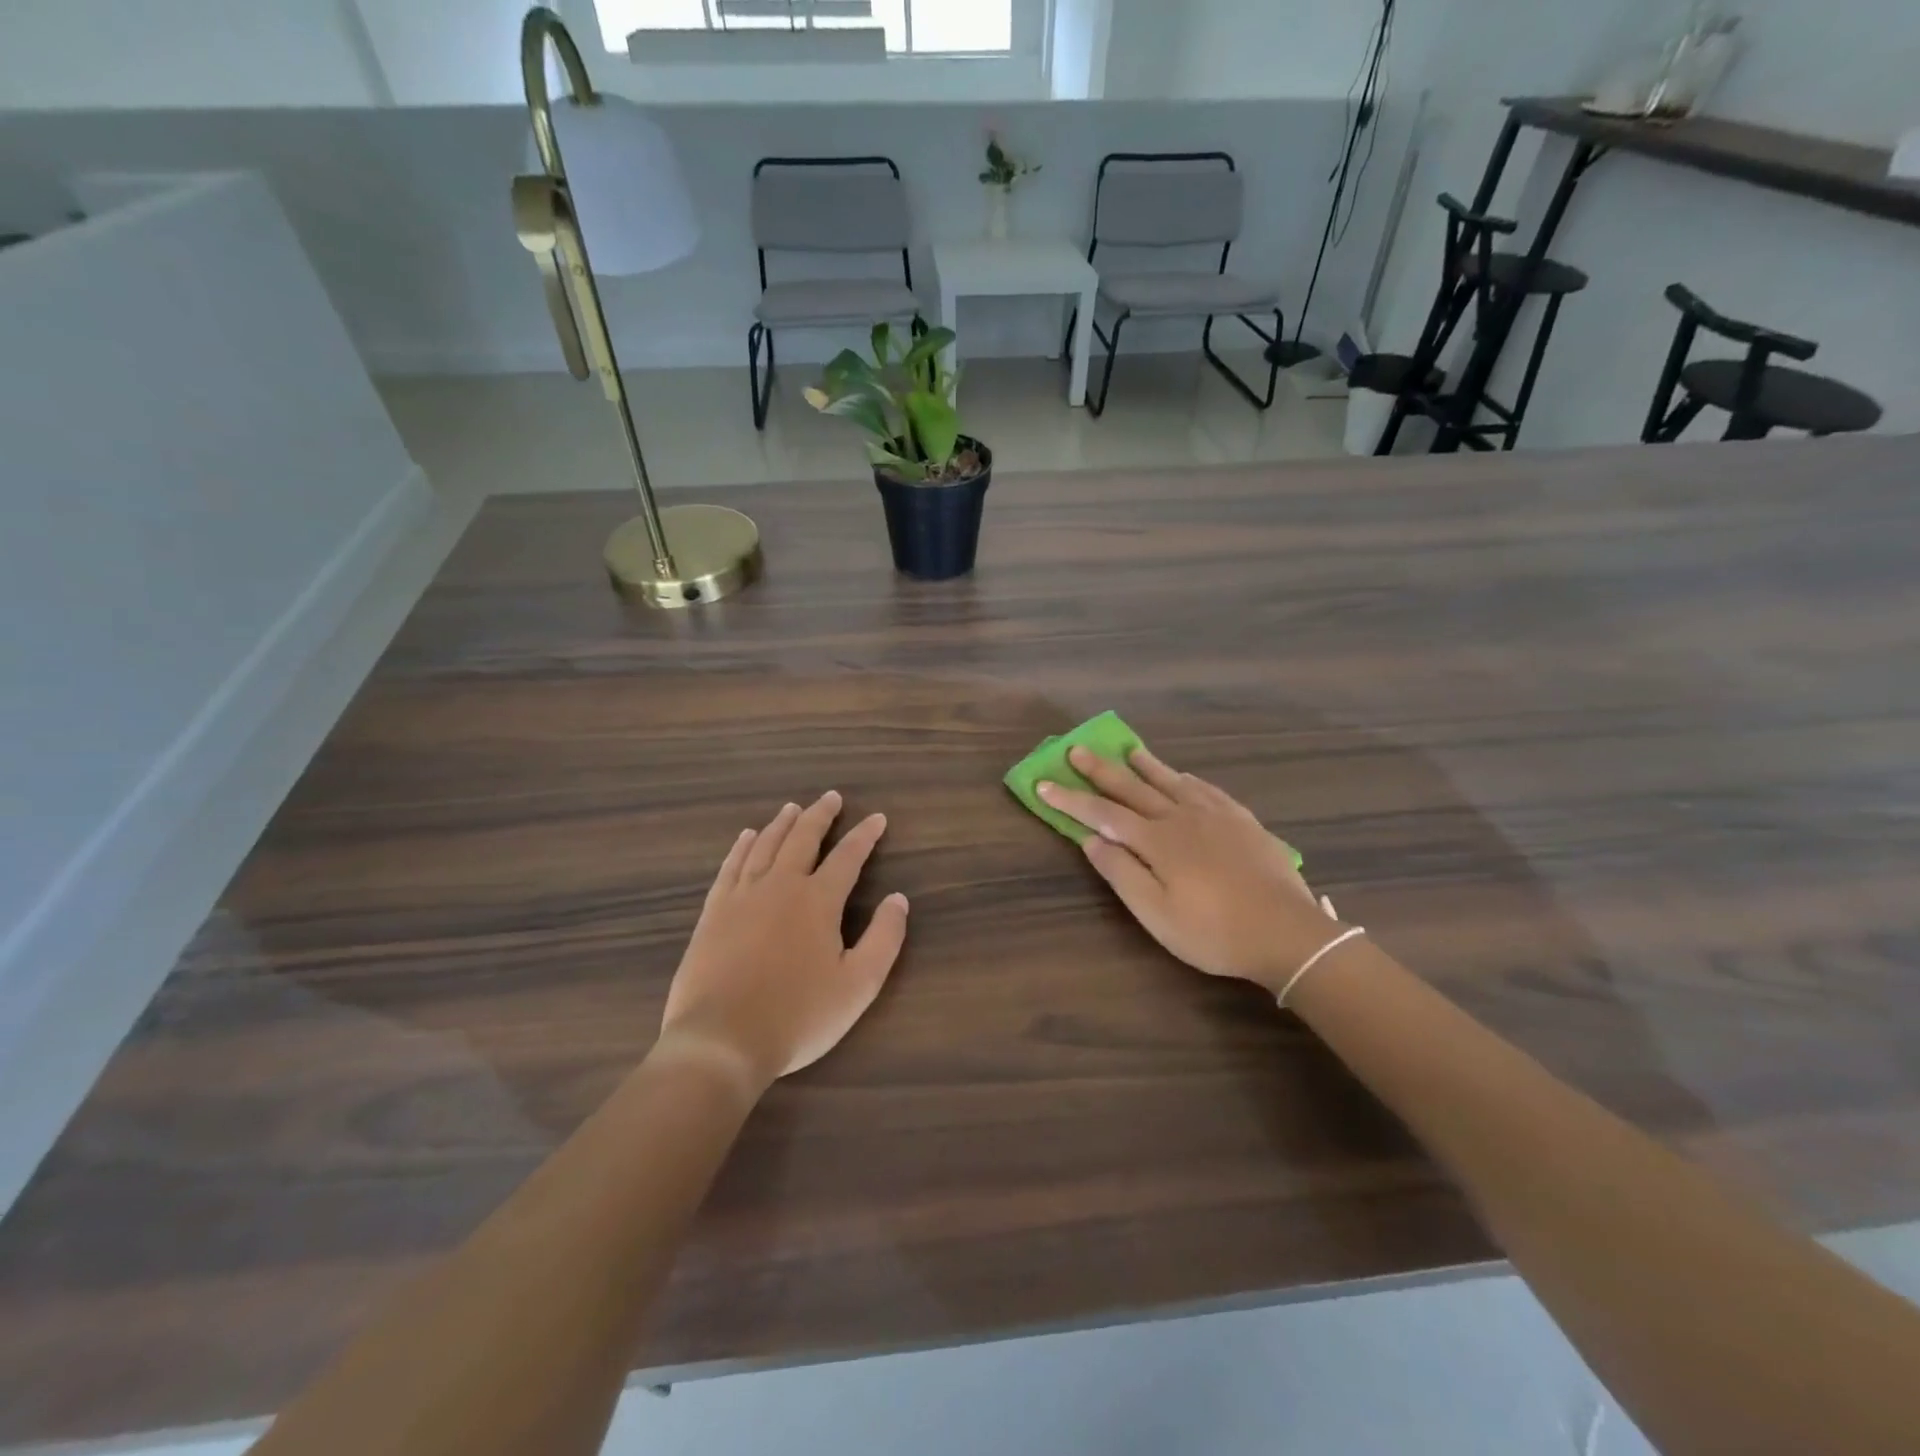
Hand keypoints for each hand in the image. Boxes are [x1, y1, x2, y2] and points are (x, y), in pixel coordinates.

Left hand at [657, 791, 909, 1094]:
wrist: (722, 1040)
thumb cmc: (799, 1016)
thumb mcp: (858, 985)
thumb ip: (884, 938)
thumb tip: (898, 899)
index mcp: (818, 901)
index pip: (848, 857)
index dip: (865, 835)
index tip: (877, 818)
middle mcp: (780, 886)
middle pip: (803, 838)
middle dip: (821, 815)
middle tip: (831, 797)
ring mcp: (742, 896)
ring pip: (765, 846)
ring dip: (782, 824)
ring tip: (792, 808)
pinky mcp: (714, 912)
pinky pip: (731, 866)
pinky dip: (742, 847)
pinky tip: (747, 837)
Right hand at [1038, 746, 1343, 996]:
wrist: (1287, 933)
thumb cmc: (1213, 932)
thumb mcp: (1157, 914)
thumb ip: (1122, 873)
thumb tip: (1090, 839)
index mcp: (1156, 841)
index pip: (1102, 813)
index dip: (1070, 799)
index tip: (1043, 782)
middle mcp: (1181, 818)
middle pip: (1133, 788)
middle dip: (1101, 770)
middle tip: (1077, 749)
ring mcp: (1215, 816)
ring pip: (1171, 781)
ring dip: (1145, 765)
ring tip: (1128, 749)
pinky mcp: (1242, 821)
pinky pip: (1208, 789)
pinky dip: (1187, 779)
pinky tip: (1184, 776)